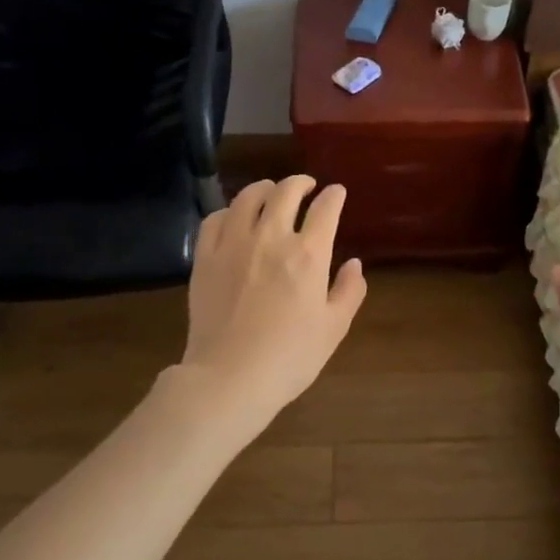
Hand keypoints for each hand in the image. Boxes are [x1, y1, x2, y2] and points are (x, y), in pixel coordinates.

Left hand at [180, 175, 367, 422]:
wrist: (230, 377)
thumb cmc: (290, 357)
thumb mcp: (334, 328)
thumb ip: (349, 291)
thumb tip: (354, 264)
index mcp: (308, 254)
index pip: (326, 209)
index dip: (334, 196)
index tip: (337, 193)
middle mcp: (271, 238)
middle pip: (285, 192)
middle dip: (300, 183)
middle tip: (306, 186)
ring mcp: (233, 244)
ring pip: (247, 197)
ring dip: (264, 188)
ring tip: (270, 193)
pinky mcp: (204, 258)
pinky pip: (215, 219)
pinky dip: (229, 211)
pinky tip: (234, 218)